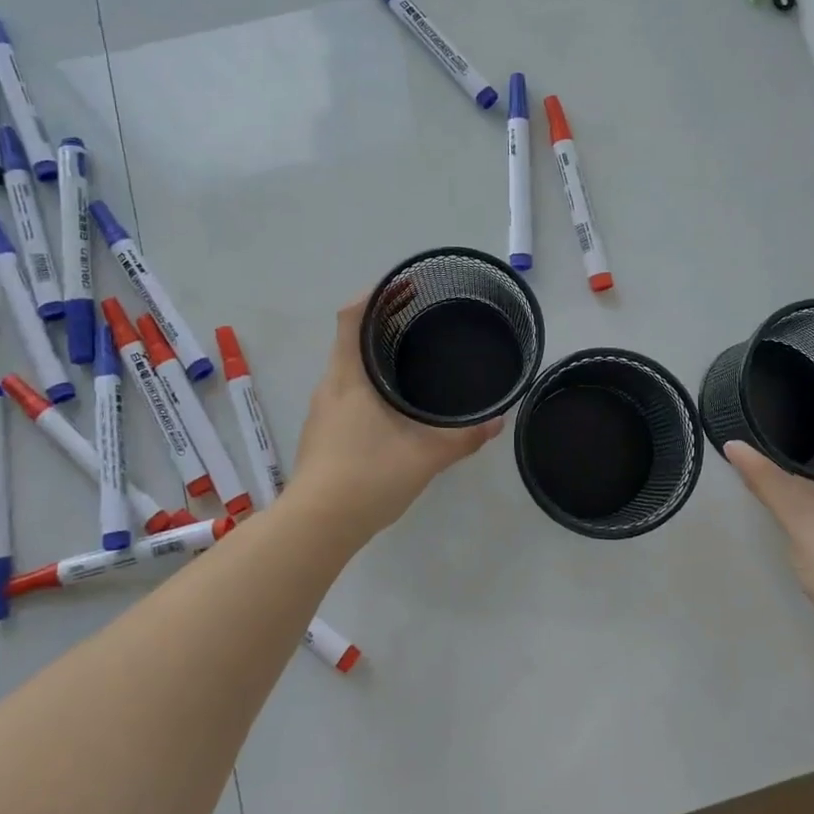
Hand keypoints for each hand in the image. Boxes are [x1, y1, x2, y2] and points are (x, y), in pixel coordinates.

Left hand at [285, 294, 503, 540]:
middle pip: (350, 339)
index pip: (351, 317)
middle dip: (381, 322)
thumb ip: (463, 437)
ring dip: (373, 354)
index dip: (374, 295)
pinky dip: (368, 382)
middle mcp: (330, 386)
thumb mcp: (425, 456)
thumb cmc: (367, 477)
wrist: (316, 527)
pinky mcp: (322, 433)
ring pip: (347, 368)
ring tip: (410, 355)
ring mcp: (322, 411)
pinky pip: (346, 392)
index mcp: (349, 378)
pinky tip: (392, 403)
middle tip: (420, 317)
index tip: (403, 286)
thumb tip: (498, 421)